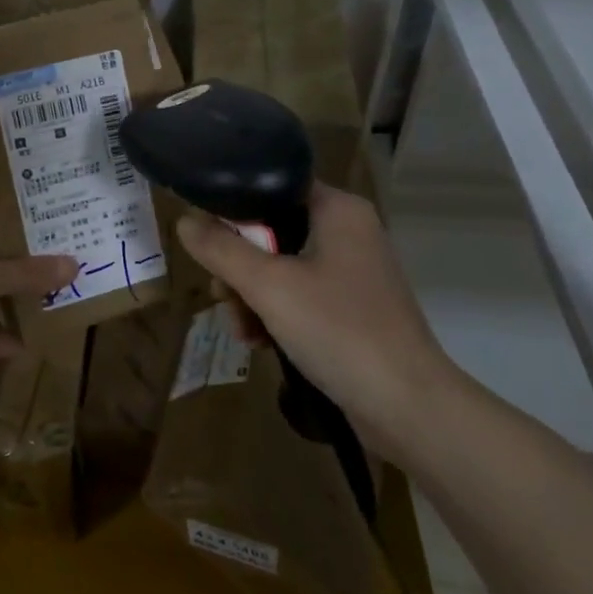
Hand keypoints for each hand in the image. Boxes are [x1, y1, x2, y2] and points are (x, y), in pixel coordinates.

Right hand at [174, 182, 461, 457]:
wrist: (408, 407)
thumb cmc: (339, 330)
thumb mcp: (269, 286)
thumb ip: (221, 249)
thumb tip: (184, 221)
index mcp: (337, 210)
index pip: (271, 186)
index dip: (232, 206)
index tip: (205, 237)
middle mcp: (347, 231)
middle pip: (269, 231)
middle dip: (237, 266)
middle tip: (222, 295)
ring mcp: (350, 272)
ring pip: (278, 267)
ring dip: (250, 296)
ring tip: (241, 330)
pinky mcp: (350, 308)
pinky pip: (297, 296)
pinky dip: (273, 314)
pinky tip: (258, 342)